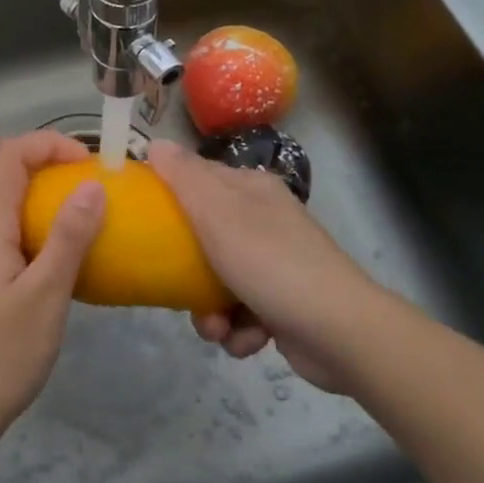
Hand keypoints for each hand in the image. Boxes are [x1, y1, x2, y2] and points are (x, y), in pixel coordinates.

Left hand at [0, 131, 106, 456]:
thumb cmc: (0, 349)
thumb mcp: (46, 293)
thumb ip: (69, 237)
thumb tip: (93, 185)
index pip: (10, 154)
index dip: (49, 144)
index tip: (90, 163)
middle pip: (5, 174)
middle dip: (48, 166)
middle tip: (91, 186)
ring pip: (4, 204)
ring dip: (41, 198)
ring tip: (84, 217)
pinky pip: (5, 233)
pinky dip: (34, 228)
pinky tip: (62, 259)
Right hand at [147, 139, 380, 393]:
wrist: (340, 334)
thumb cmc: (271, 263)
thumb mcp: (218, 213)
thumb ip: (184, 177)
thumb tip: (156, 143)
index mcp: (252, 191)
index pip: (198, 179)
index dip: (169, 196)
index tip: (143, 220)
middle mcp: (265, 222)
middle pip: (204, 236)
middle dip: (187, 271)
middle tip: (176, 288)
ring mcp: (276, 264)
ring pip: (218, 280)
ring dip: (210, 311)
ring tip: (216, 328)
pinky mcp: (284, 305)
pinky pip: (242, 312)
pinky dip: (238, 330)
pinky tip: (245, 340)